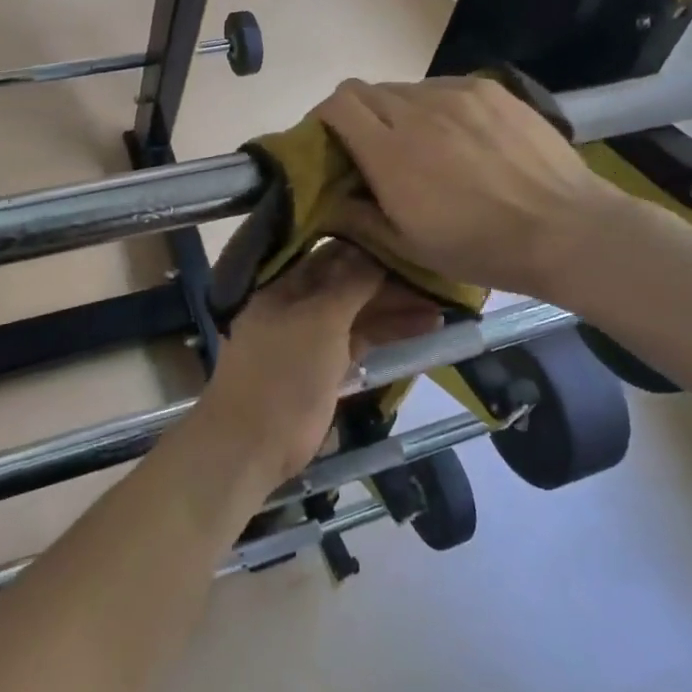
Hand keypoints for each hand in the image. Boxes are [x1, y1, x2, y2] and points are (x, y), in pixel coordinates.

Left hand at [197, 241, 441, 484]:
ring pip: (356, 317)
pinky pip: (358, 345)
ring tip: (439, 310)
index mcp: (283, 288)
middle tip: (432, 282)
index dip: (367, 250)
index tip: (405, 246)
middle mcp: (295, 308)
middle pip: (346, 287)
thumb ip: (349, 285)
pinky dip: (385, 338)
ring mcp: (309, 341)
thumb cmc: (284, 374)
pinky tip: (421, 334)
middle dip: (387, 284)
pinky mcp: (323, 372)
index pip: (330, 257)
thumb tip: (372, 253)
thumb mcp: (319, 320)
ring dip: (393, 312)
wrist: (252, 445)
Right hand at [317, 77, 624, 299]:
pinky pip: (443, 87)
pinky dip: (434, 106)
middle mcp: (417, 111)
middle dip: (356, 115)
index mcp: (390, 153)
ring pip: (405, 88)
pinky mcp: (489, 89)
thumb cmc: (482, 247)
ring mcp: (457, 94)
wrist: (567, 229)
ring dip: (397, 111)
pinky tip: (458, 136)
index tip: (328, 141)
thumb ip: (358, 217)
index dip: (324, 118)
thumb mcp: (409, 248)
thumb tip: (331, 197)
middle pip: (365, 90)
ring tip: (421, 144)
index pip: (337, 105)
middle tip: (371, 148)